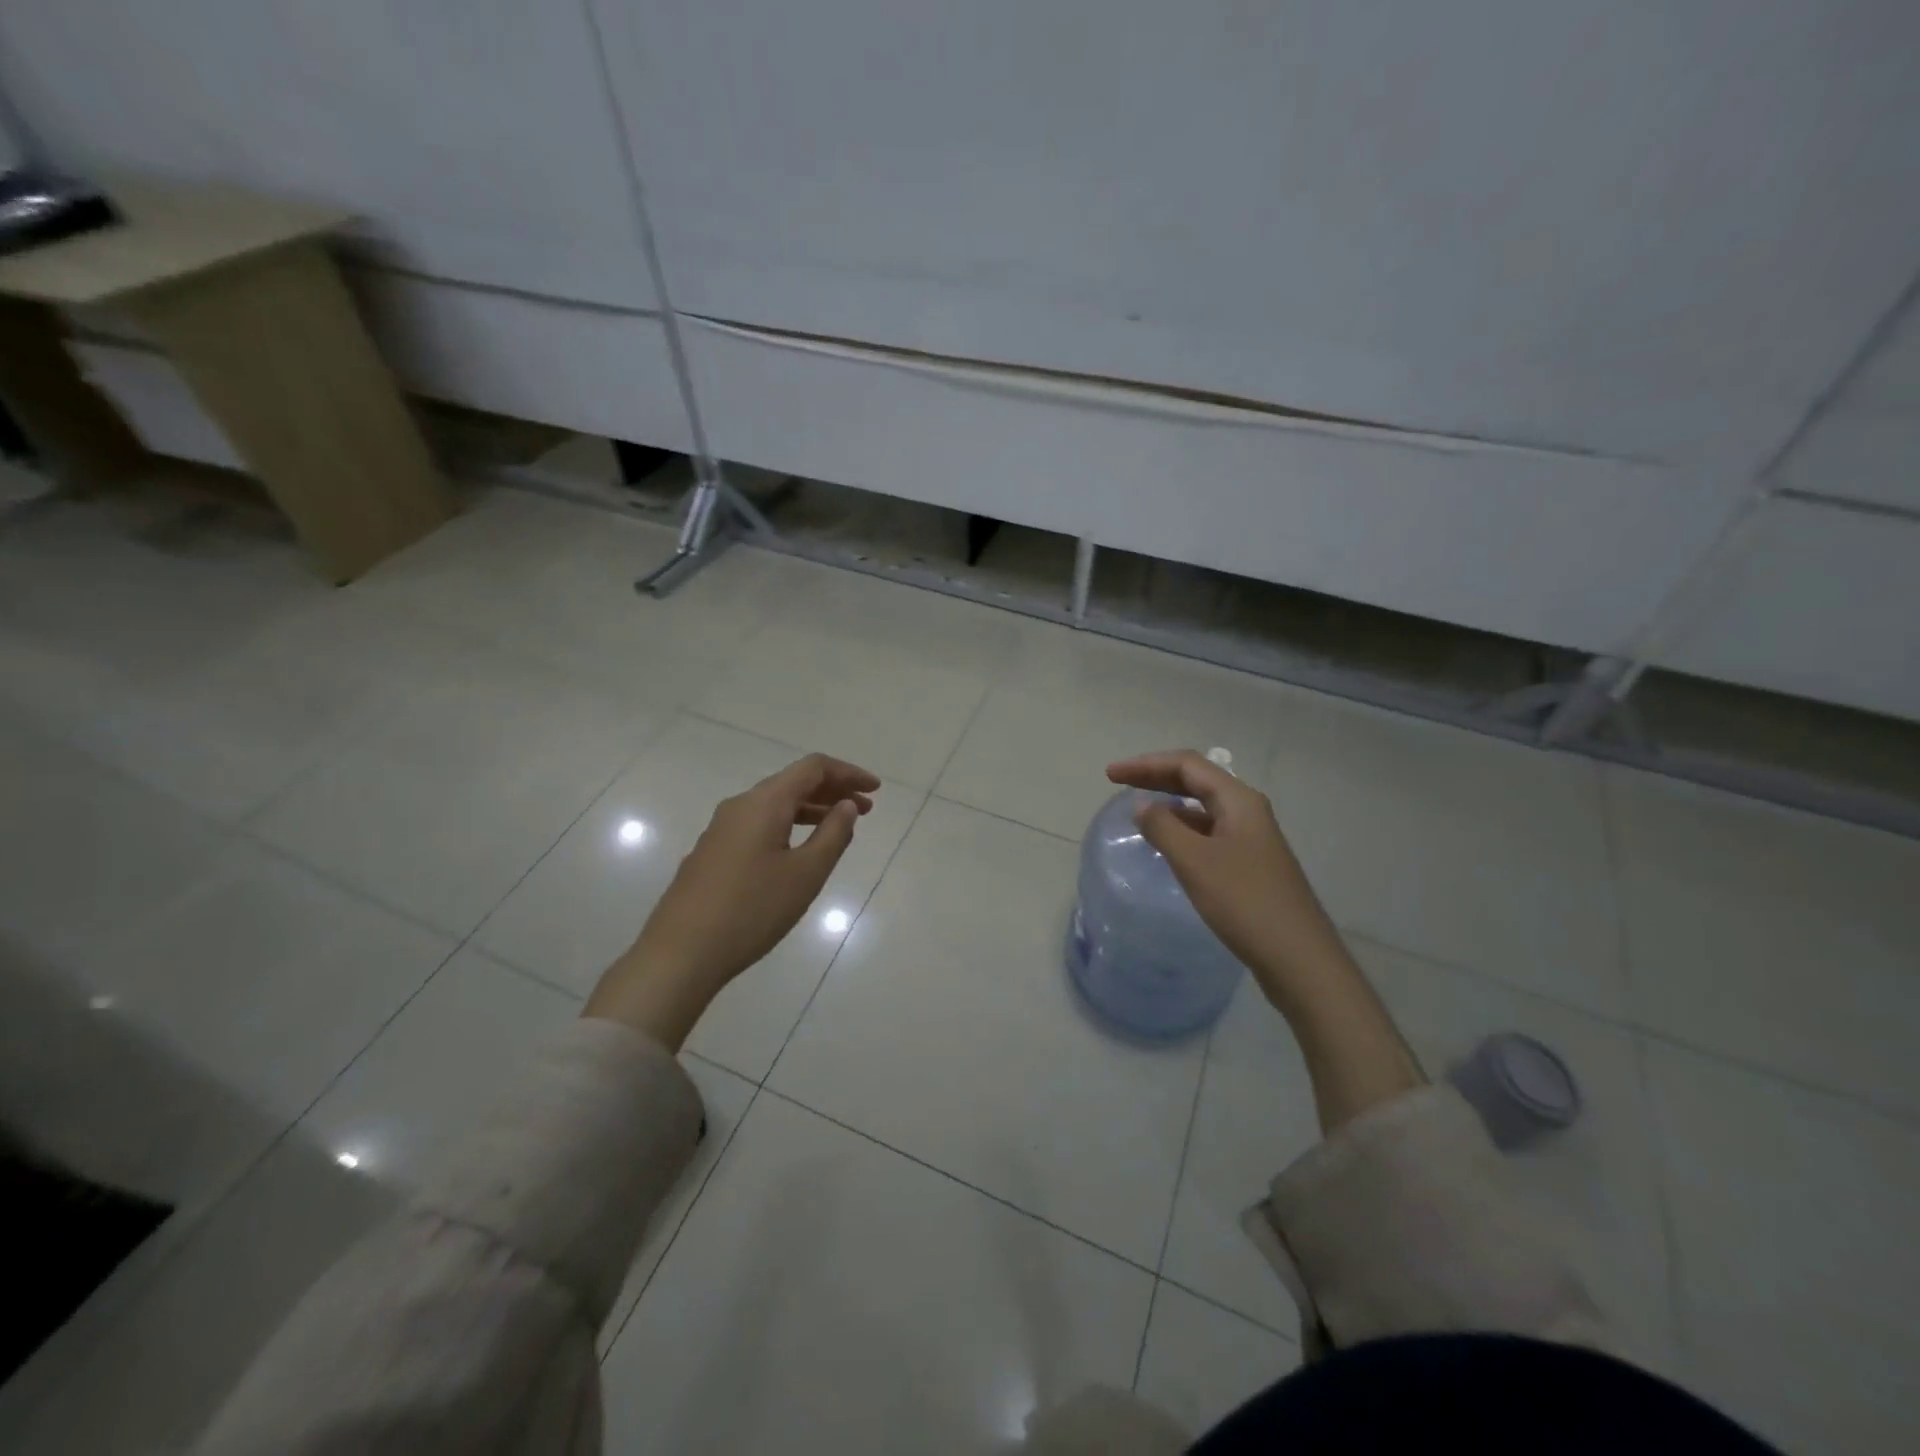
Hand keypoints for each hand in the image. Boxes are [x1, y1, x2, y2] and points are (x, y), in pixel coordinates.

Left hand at [584, 753, 880, 1047]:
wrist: (680, 953)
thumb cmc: (752, 910)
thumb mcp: (805, 873)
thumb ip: (833, 834)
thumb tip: (847, 806)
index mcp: (764, 803)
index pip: (813, 768)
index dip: (848, 773)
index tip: (875, 790)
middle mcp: (740, 806)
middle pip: (792, 782)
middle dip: (832, 791)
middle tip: (866, 809)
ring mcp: (721, 829)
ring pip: (774, 805)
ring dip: (811, 810)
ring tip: (840, 828)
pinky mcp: (712, 852)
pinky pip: (759, 824)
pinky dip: (788, 826)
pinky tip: (799, 851)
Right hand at [1105, 750, 1348, 1006]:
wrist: (1298, 958)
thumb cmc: (1244, 902)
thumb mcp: (1195, 861)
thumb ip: (1163, 827)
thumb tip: (1143, 806)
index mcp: (1238, 800)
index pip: (1187, 765)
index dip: (1146, 764)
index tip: (1111, 774)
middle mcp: (1247, 812)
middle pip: (1196, 781)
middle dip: (1156, 778)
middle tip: (1117, 783)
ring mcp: (1251, 839)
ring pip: (1203, 808)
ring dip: (1169, 803)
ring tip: (1138, 812)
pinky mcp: (1250, 865)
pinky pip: (1209, 833)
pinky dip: (1183, 830)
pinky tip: (1167, 845)